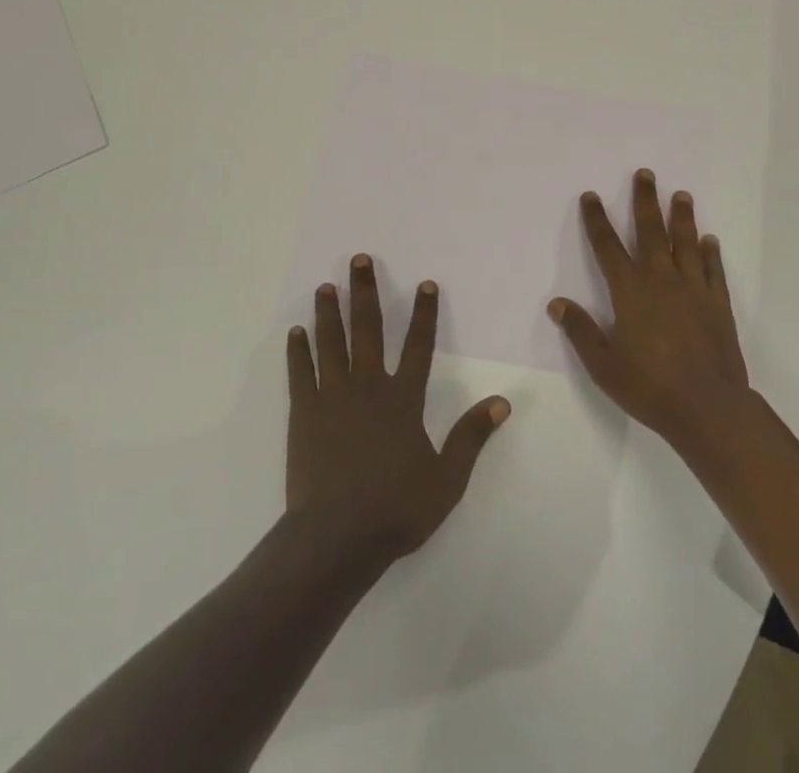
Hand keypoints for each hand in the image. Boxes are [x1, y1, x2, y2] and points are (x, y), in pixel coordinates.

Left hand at [286, 255, 509, 571]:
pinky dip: (298, 351)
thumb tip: (503, 401)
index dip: (424, 313)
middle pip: (367, 330)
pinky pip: (300, 374)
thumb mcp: (447, 480)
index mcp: (403, 400)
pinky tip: (295, 332)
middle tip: (358, 259)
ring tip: (325, 286)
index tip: (424, 283)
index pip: (418, 346)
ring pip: (331, 344)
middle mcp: (368, 387)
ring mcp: (332, 398)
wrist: (336, 539)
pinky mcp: (304, 414)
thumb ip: (472, 437)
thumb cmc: (395, 510)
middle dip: (365, 292)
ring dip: (328, 313)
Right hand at [548, 169, 748, 450]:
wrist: (708, 408)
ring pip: (686, 243)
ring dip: (681, 217)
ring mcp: (693, 290)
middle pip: (650, 232)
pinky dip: (711, 253)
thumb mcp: (603, 365)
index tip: (590, 196)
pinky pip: (714, 270)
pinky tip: (710, 239)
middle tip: (645, 173)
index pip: (607, 247)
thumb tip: (557, 303)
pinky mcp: (718, 304)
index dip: (596, 220)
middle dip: (645, 201)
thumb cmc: (649, 387)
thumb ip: (581, 331)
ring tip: (680, 194)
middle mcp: (661, 281)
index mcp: (630, 292)